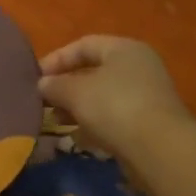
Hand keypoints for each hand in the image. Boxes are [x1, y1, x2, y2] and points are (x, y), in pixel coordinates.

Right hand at [37, 36, 191, 160]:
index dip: (56, 59)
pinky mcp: (149, 121)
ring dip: (77, 106)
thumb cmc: (114, 107)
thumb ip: (54, 85)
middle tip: (44, 100)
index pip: (83, 45)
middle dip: (65, 85)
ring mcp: (147, 95)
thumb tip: (43, 84)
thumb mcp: (75, 92)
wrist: (160, 149)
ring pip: (102, 95)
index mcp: (124, 49)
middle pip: (93, 70)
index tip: (35, 78)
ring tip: (56, 120)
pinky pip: (114, 115)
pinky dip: (94, 122)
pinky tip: (78, 136)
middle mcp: (139, 66)